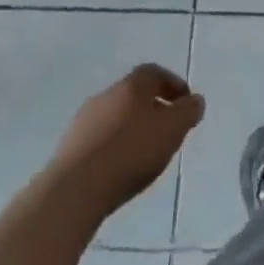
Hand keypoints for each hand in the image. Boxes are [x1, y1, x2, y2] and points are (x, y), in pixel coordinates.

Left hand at [52, 64, 204, 219]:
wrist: (74, 191)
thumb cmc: (130, 153)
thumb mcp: (172, 130)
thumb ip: (188, 112)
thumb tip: (194, 101)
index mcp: (131, 86)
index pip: (154, 73)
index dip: (172, 85)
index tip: (185, 104)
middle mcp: (105, 96)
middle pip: (134, 94)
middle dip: (153, 108)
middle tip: (167, 130)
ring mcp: (83, 122)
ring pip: (115, 117)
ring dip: (132, 129)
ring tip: (144, 154)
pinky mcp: (68, 148)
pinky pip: (99, 140)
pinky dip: (114, 147)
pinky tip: (119, 169)